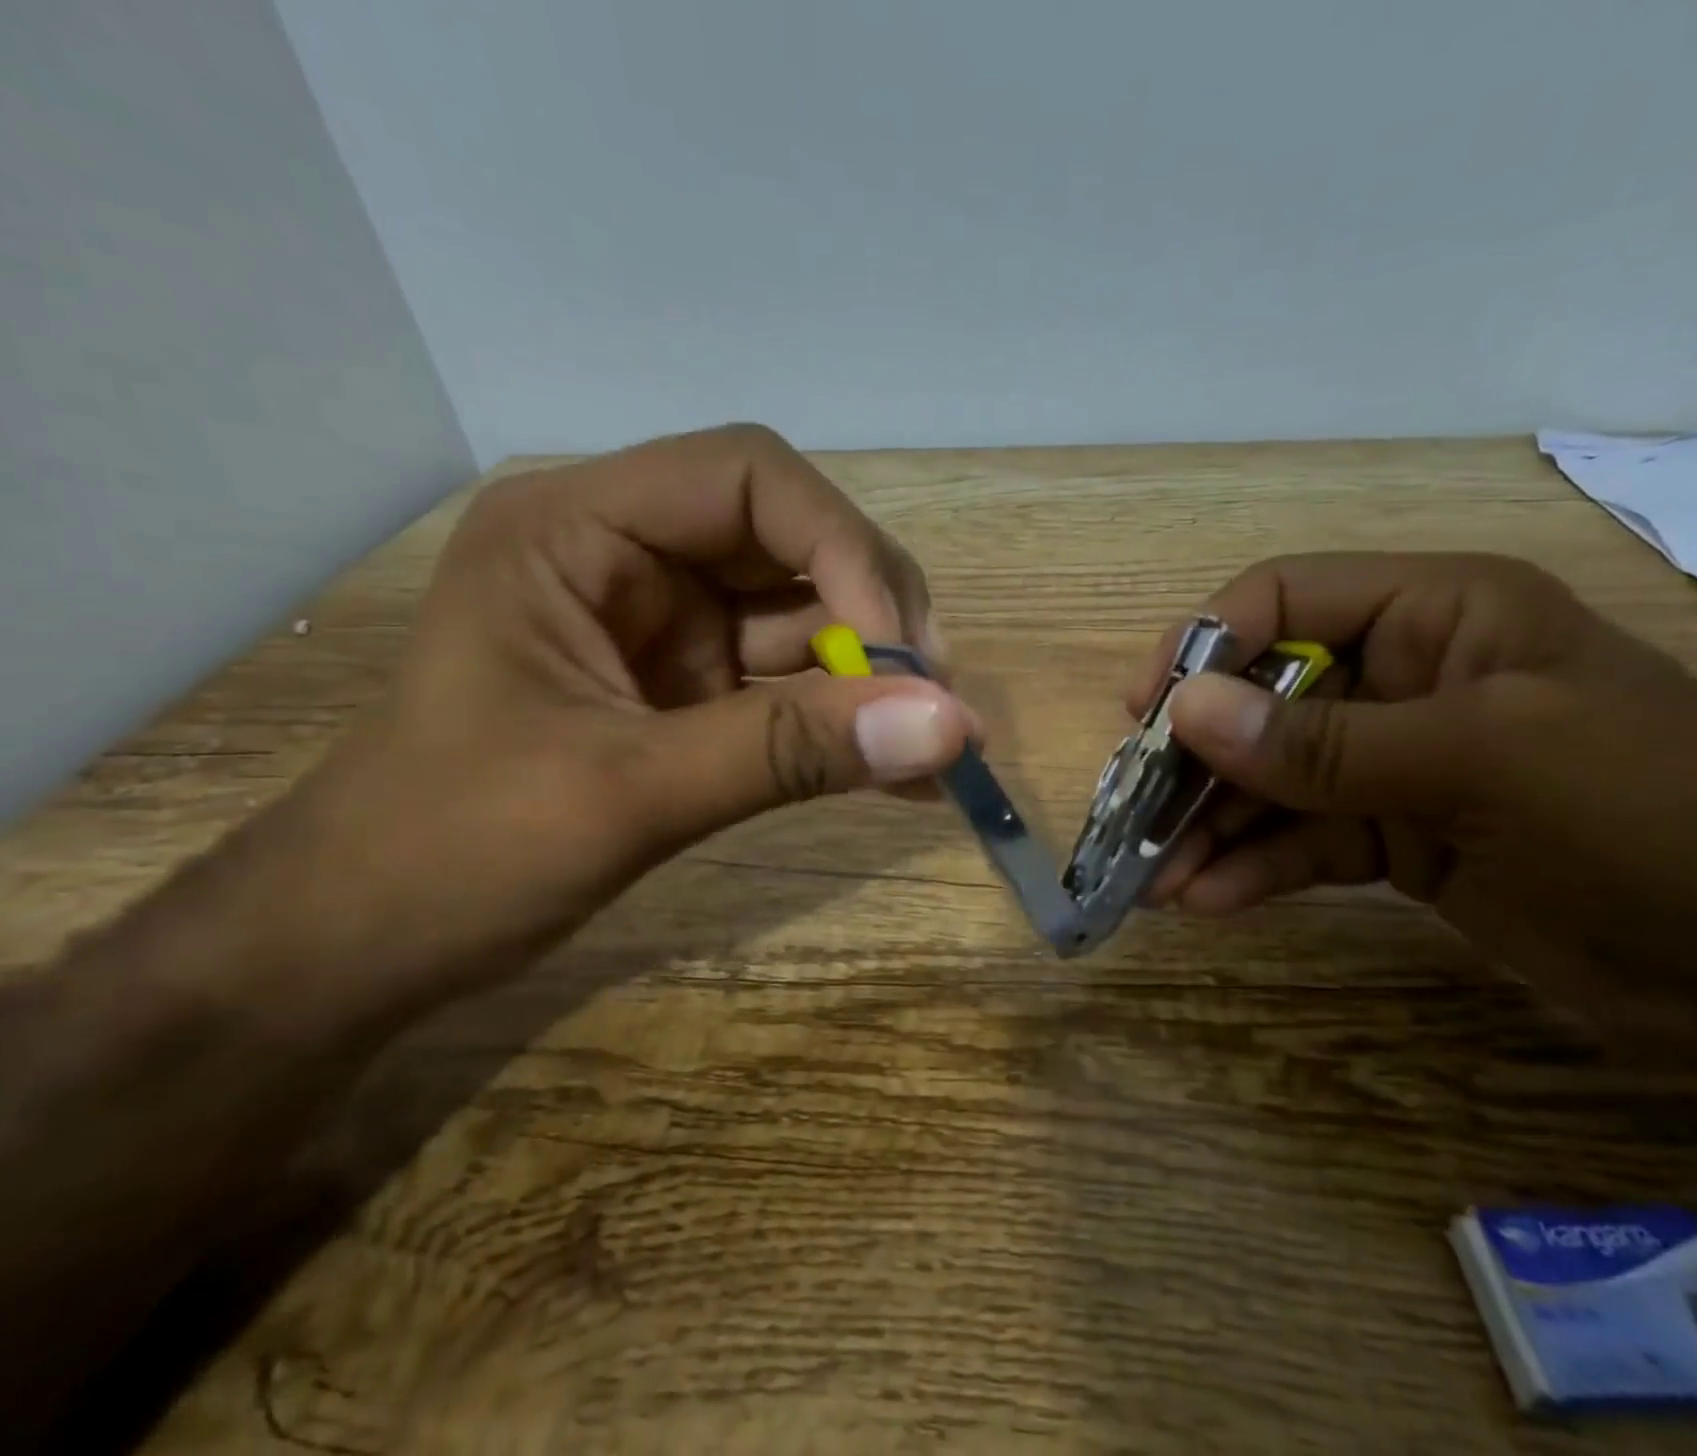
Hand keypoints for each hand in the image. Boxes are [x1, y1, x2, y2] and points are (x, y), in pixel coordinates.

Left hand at [301, 424, 976, 1002]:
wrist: (367, 947)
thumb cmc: (451, 853)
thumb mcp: (626, 793)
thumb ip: (789, 751)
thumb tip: (950, 727)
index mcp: (579, 530)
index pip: (749, 477)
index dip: (841, 547)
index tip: (900, 651)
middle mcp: (633, 560)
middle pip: (795, 544)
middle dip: (875, 618)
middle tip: (933, 703)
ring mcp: (669, 629)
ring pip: (809, 622)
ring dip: (878, 681)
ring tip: (939, 750)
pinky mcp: (694, 694)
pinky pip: (795, 691)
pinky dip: (849, 727)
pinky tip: (903, 774)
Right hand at [1137, 553, 1696, 1096]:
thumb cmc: (1657, 816)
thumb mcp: (1480, 761)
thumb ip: (1322, 742)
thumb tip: (1185, 713)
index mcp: (1430, 616)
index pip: (1282, 601)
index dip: (1204, 647)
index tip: (1146, 713)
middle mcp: (1399, 679)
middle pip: (1261, 702)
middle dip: (1194, 762)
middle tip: (1134, 818)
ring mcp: (1392, 764)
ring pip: (1271, 783)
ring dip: (1209, 828)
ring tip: (1154, 881)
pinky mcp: (1394, 839)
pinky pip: (1300, 843)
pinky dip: (1251, 869)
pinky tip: (1205, 900)